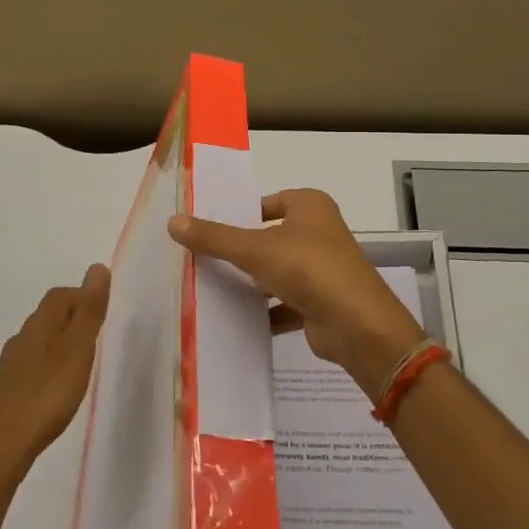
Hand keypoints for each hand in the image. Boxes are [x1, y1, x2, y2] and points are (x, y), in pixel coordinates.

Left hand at [0, 265, 110, 485]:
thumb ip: (89, 311)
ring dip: (61, 343)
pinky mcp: (6, 391)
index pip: (60, 295)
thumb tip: (97, 267)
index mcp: (39, 325)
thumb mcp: (77, 350)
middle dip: (73, 318)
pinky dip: (50, 365)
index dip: (82, 296)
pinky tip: (58, 388)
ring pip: (40, 341)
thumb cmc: (46, 396)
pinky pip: (33, 365)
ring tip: (83, 363)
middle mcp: (21, 338)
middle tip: (99, 337)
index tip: (104, 312)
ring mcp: (10, 366)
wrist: (0, 448)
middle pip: (49, 316)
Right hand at [168, 189, 421, 399]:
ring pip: (276, 271)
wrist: (356, 325)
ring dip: (250, 282)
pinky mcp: (320, 303)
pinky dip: (263, 311)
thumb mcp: (254, 248)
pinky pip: (283, 303)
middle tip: (198, 257)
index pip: (267, 202)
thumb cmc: (308, 268)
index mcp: (311, 206)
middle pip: (269, 237)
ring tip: (208, 288)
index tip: (206, 227)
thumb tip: (172, 222)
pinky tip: (233, 319)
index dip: (239, 212)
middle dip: (240, 250)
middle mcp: (319, 232)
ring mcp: (322, 269)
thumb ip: (214, 237)